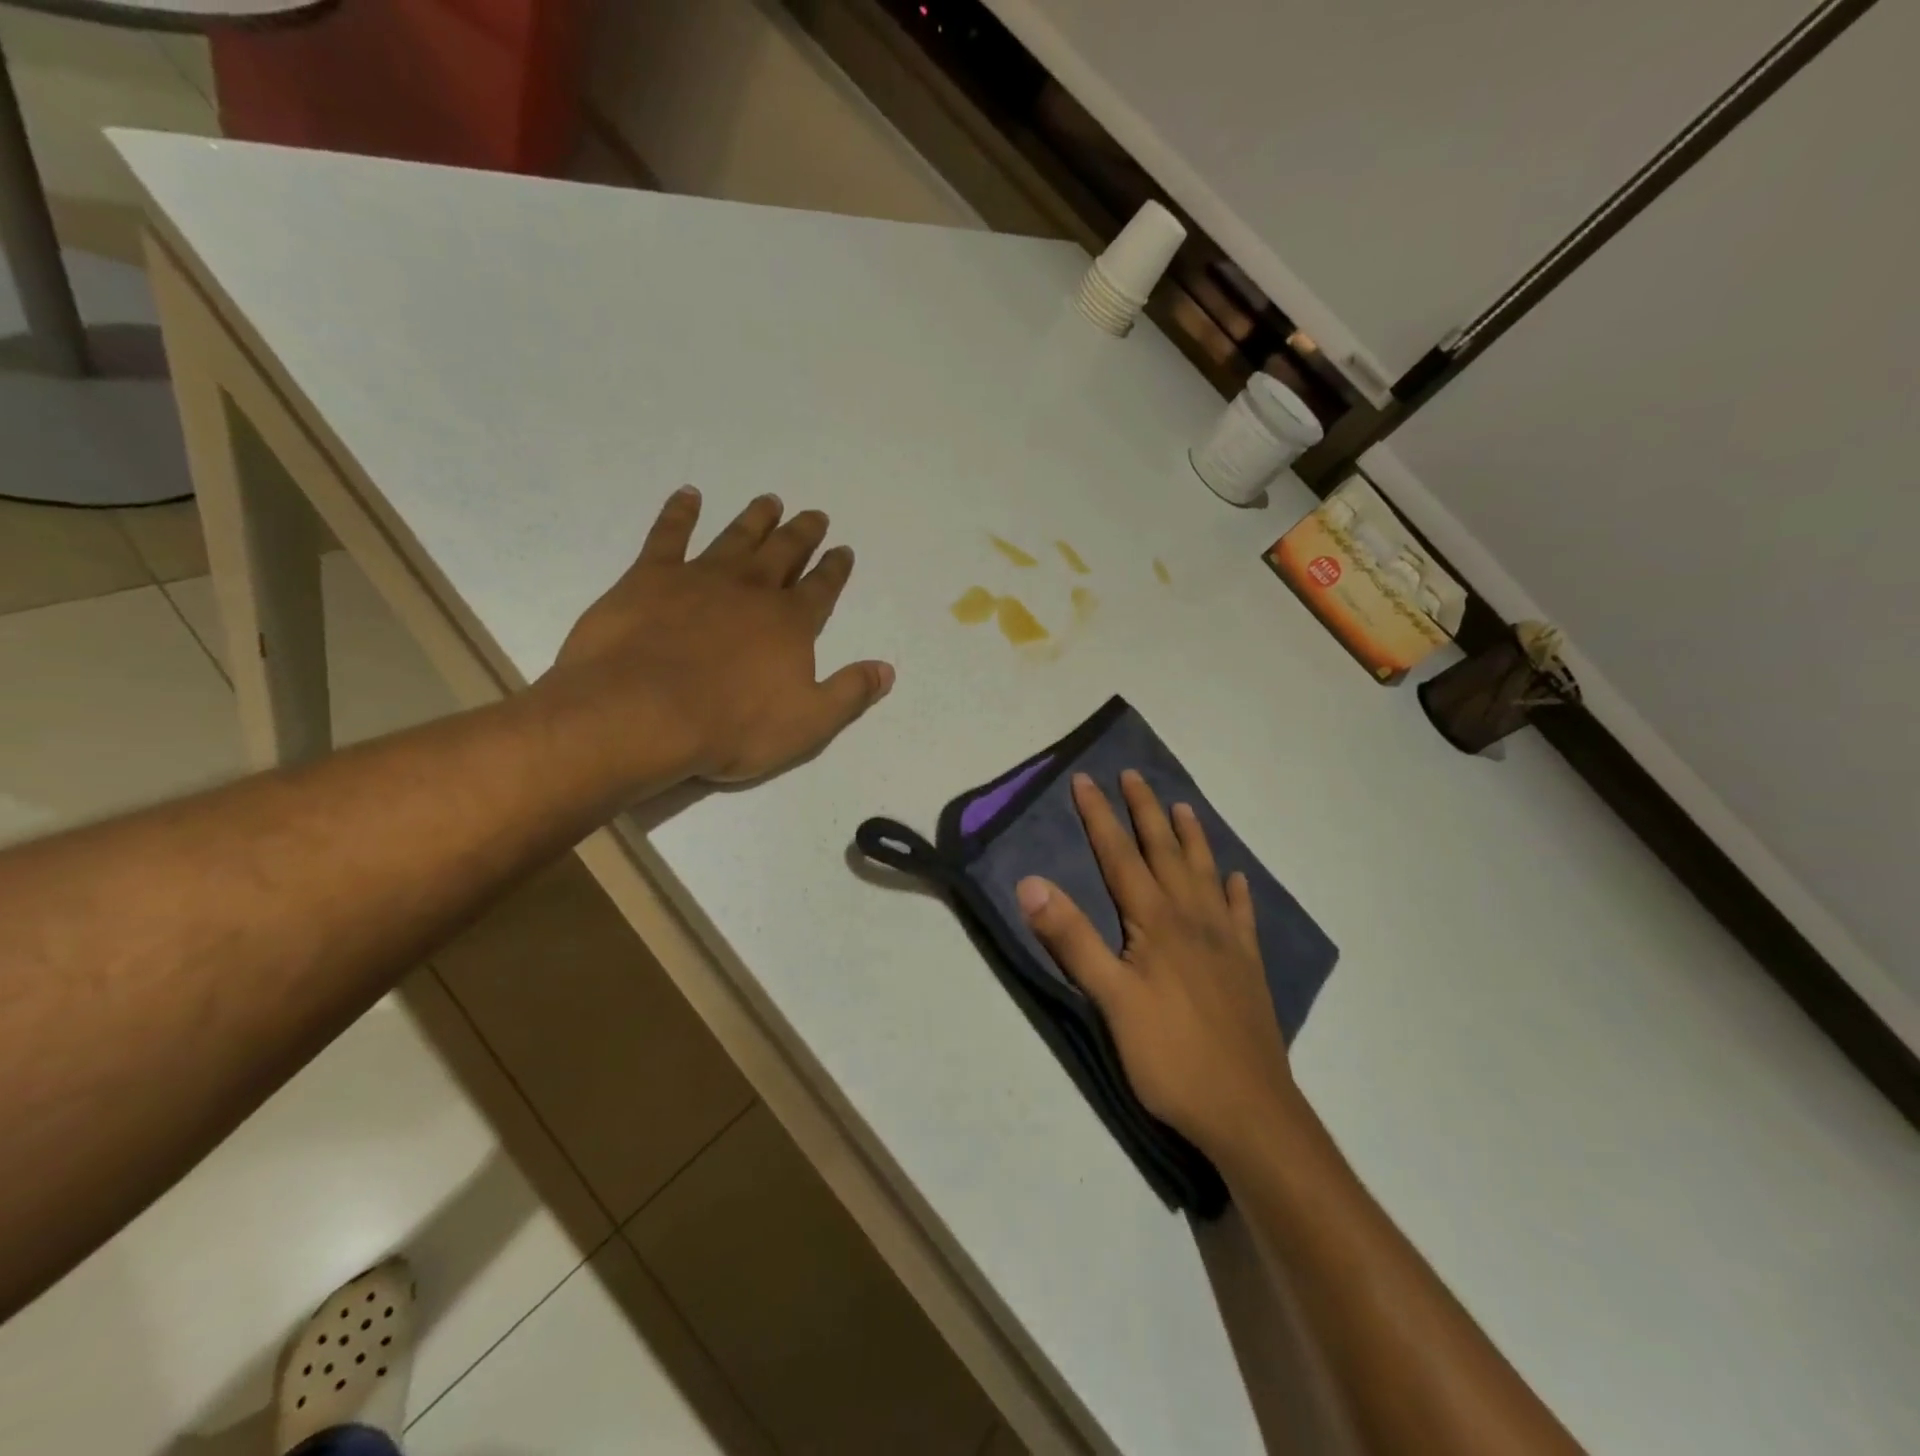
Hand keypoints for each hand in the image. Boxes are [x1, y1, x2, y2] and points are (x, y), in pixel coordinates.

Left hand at [539, 488, 893, 784]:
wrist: (642, 713)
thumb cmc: (731, 726)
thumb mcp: (808, 723)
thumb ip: (850, 693)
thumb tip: (886, 670)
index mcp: (790, 623)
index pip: (821, 588)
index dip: (835, 569)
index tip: (843, 550)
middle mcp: (752, 589)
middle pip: (784, 552)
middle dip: (802, 534)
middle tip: (813, 515)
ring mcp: (700, 577)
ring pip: (737, 537)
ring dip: (756, 518)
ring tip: (769, 501)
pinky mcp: (650, 576)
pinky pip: (669, 534)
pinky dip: (680, 512)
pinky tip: (689, 495)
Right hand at [1016, 770, 1295, 1157]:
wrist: (1249, 1111)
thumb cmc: (1171, 1057)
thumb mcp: (1110, 1000)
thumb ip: (1072, 939)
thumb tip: (1031, 883)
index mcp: (1155, 921)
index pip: (1120, 856)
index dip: (1100, 817)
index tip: (1085, 780)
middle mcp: (1193, 917)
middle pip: (1165, 852)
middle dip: (1145, 812)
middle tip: (1133, 776)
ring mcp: (1226, 941)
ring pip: (1205, 873)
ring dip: (1191, 837)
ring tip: (1183, 807)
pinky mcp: (1247, 967)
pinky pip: (1242, 915)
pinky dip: (1235, 890)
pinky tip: (1236, 879)